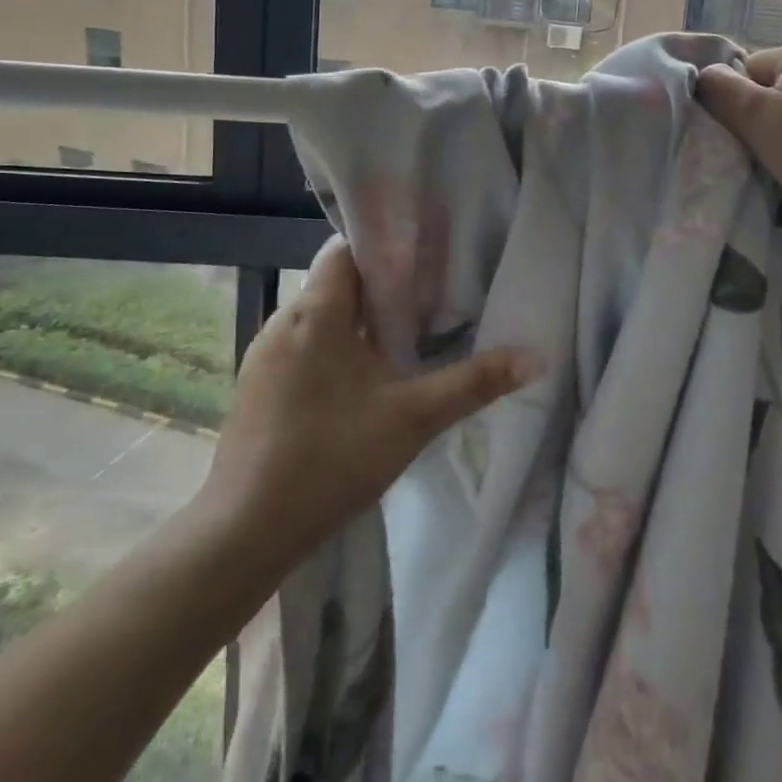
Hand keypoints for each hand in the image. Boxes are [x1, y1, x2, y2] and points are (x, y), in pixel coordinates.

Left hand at [197, 237, 540, 567]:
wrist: (245, 533)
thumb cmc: (332, 459)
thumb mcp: (414, 418)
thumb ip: (474, 382)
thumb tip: (536, 357)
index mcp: (317, 312)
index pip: (346, 249)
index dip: (385, 248)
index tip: (424, 261)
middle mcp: (283, 321)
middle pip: (335, 281)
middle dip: (378, 287)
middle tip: (425, 302)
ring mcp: (264, 355)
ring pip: (318, 315)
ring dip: (355, 320)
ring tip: (399, 339)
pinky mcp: (256, 385)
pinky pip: (301, 345)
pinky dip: (331, 347)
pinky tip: (357, 381)